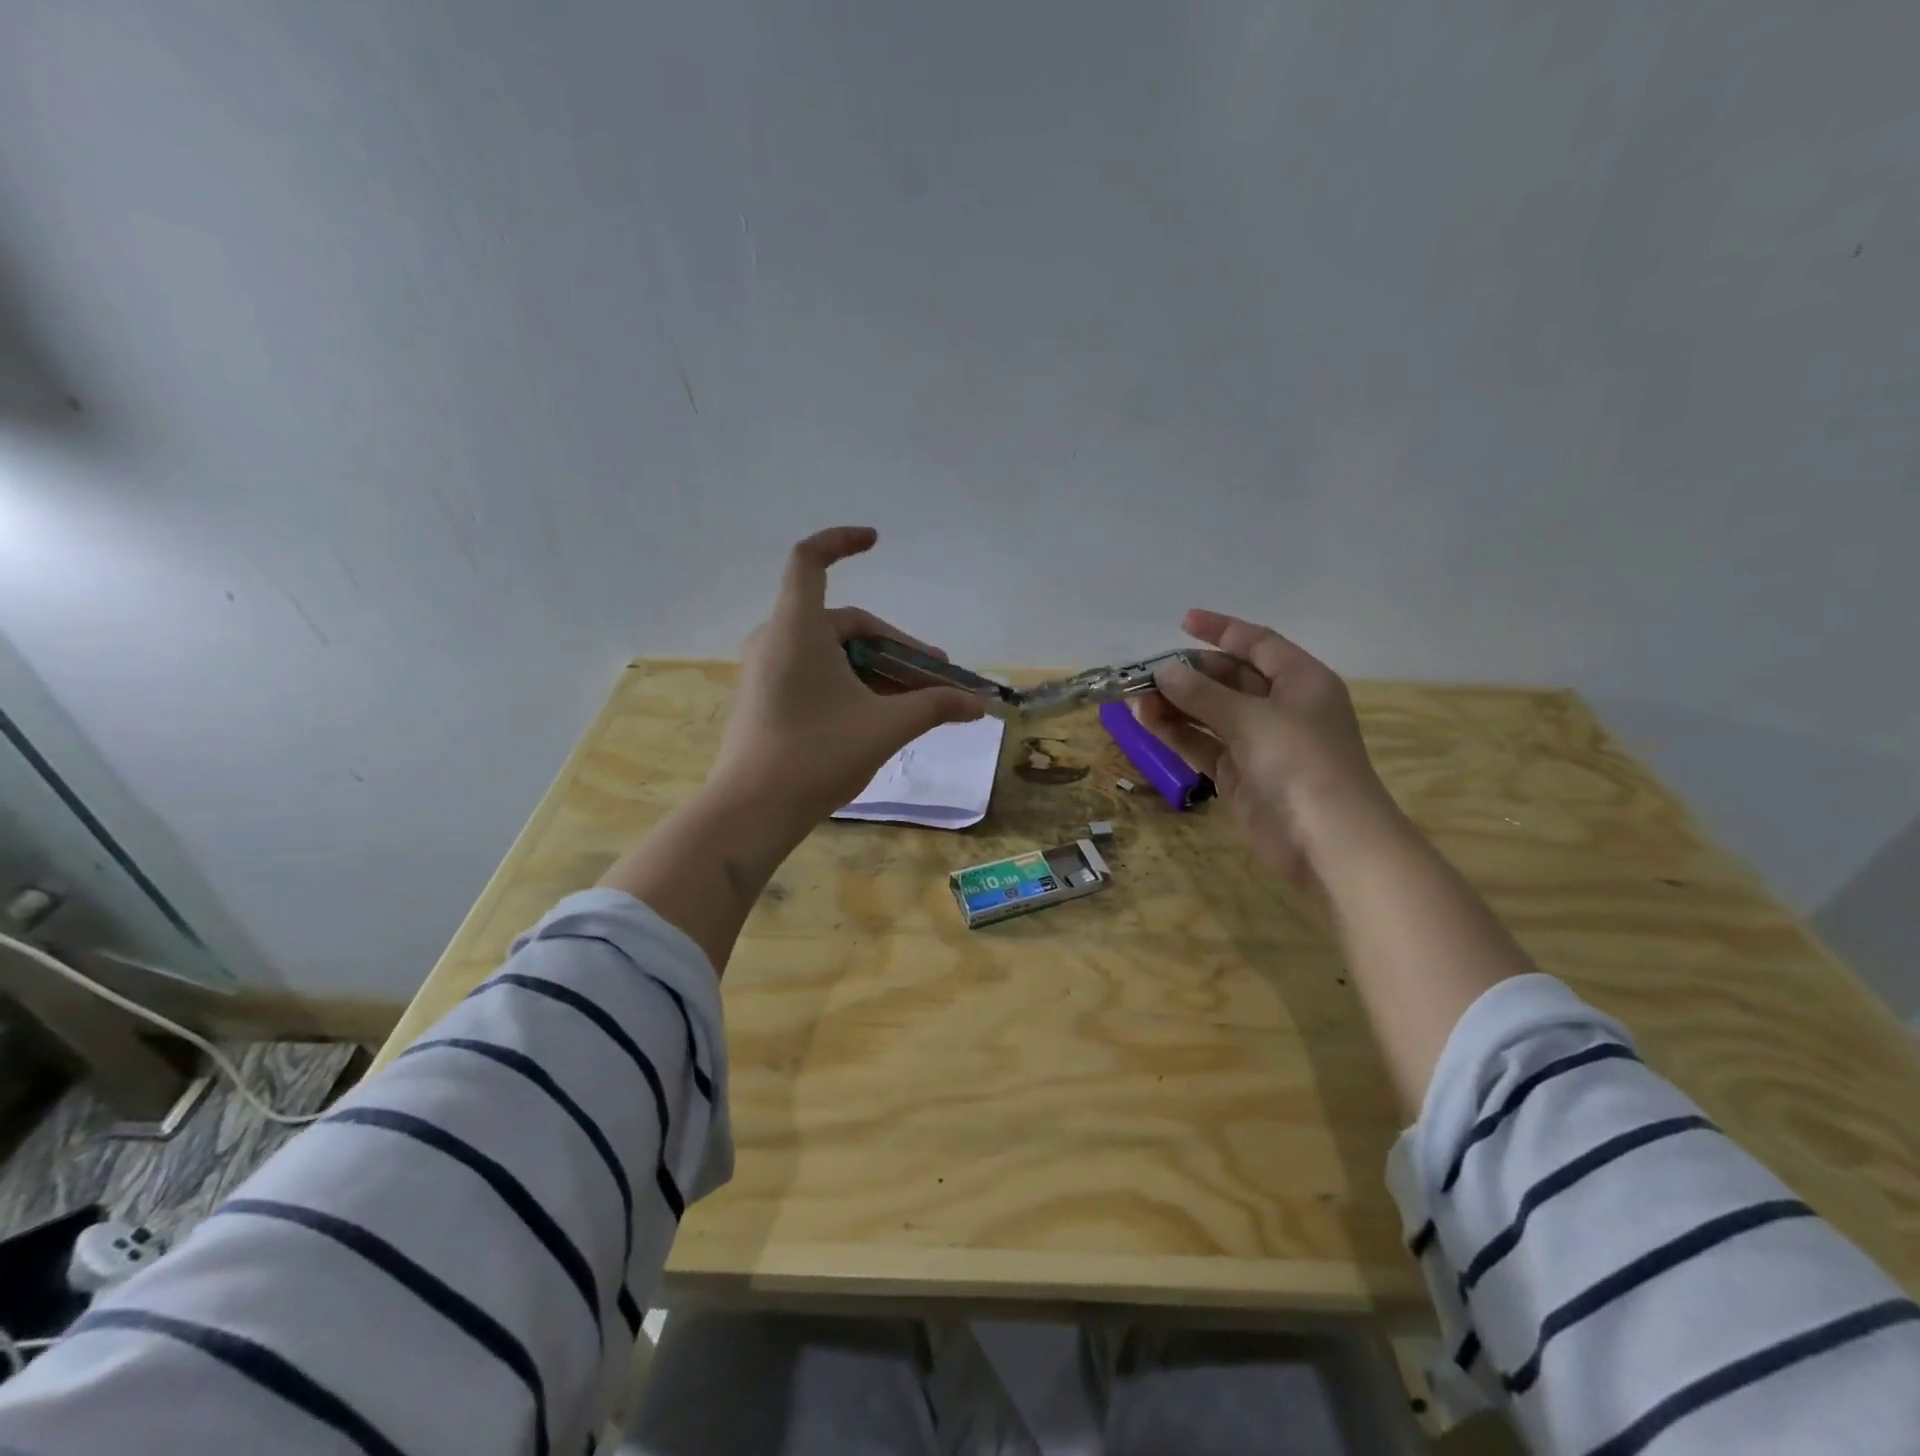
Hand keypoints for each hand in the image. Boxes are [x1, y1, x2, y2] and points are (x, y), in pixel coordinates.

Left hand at [709, 526, 985, 832]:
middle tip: (934, 675)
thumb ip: (934, 706)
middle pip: (844, 623)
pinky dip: (850, 683)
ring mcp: (766, 670)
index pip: (810, 559)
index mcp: (797, 628)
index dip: (842, 541)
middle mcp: (776, 639)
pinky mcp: (765, 698)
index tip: (876, 541)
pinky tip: (879, 715)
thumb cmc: (818, 755)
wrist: (751, 811)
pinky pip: (814, 674)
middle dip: (894, 646)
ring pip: (832, 653)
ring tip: (915, 701)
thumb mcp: (885, 726)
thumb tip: (978, 704)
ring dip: (876, 669)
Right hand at [1136, 610, 1395, 884]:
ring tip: (1133, 698)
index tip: (1181, 622)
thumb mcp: (1252, 719)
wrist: (1328, 842)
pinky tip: (1146, 722)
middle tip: (1143, 673)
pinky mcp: (1239, 775)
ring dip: (1175, 704)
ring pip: (1210, 713)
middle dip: (1187, 673)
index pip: (1258, 643)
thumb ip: (1204, 694)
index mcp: (1300, 681)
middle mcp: (1280, 707)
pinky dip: (1176, 733)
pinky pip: (1202, 744)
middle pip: (1228, 678)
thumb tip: (1163, 671)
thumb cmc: (1302, 764)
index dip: (1221, 630)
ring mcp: (1258, 743)